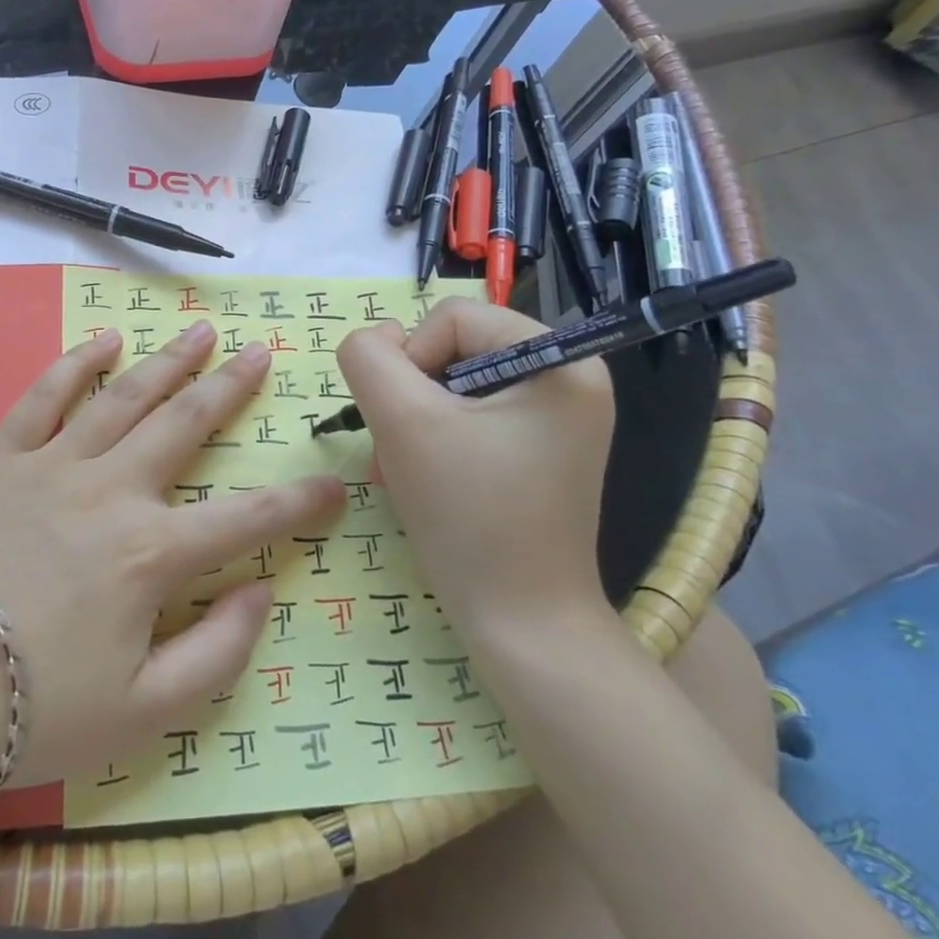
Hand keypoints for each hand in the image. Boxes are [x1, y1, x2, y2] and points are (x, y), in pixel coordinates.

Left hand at [0, 322, 344, 787]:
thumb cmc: (37, 707)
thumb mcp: (146, 711)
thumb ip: (218, 652)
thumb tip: (261, 592)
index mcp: (152, 553)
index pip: (248, 518)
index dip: (300, 502)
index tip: (336, 483)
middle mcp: (112, 490)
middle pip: (185, 424)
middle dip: (230, 388)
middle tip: (260, 352)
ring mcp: (54, 464)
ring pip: (124, 396)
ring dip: (167, 361)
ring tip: (199, 331)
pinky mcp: (2, 457)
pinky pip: (44, 397)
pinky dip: (76, 363)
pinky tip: (104, 340)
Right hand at [336, 300, 614, 625]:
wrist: (520, 622)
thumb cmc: (469, 515)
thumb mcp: (402, 421)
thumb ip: (368, 358)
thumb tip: (375, 339)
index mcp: (559, 360)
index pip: (452, 317)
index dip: (409, 360)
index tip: (405, 422)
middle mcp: (569, 378)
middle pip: (452, 349)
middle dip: (410, 398)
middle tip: (395, 451)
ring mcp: (555, 417)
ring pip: (451, 385)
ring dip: (412, 422)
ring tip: (401, 471)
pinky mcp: (537, 448)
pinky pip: (469, 417)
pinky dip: (432, 441)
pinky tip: (419, 478)